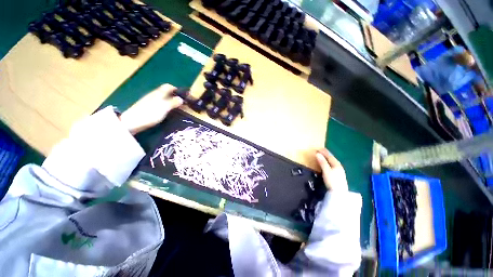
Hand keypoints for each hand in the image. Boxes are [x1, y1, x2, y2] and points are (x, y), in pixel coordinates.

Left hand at [119, 84, 183, 134]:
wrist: (131, 123)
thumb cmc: (149, 113)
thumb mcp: (164, 107)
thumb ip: (173, 102)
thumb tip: (181, 99)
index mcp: (158, 93)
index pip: (168, 87)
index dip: (176, 89)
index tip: (183, 96)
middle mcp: (153, 95)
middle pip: (165, 93)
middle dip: (174, 96)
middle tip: (182, 104)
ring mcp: (148, 102)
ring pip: (162, 99)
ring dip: (169, 102)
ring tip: (176, 109)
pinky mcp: (146, 109)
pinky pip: (158, 104)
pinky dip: (164, 106)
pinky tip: (166, 113)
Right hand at [315, 149, 347, 190]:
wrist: (339, 194)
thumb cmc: (332, 181)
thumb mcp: (326, 171)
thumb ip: (322, 162)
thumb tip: (317, 154)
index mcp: (336, 164)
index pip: (329, 156)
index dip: (324, 152)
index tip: (318, 149)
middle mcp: (339, 166)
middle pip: (332, 158)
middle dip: (326, 154)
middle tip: (320, 151)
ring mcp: (339, 171)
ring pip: (332, 162)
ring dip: (327, 158)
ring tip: (322, 156)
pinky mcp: (338, 176)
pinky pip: (332, 166)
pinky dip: (328, 163)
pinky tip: (327, 164)